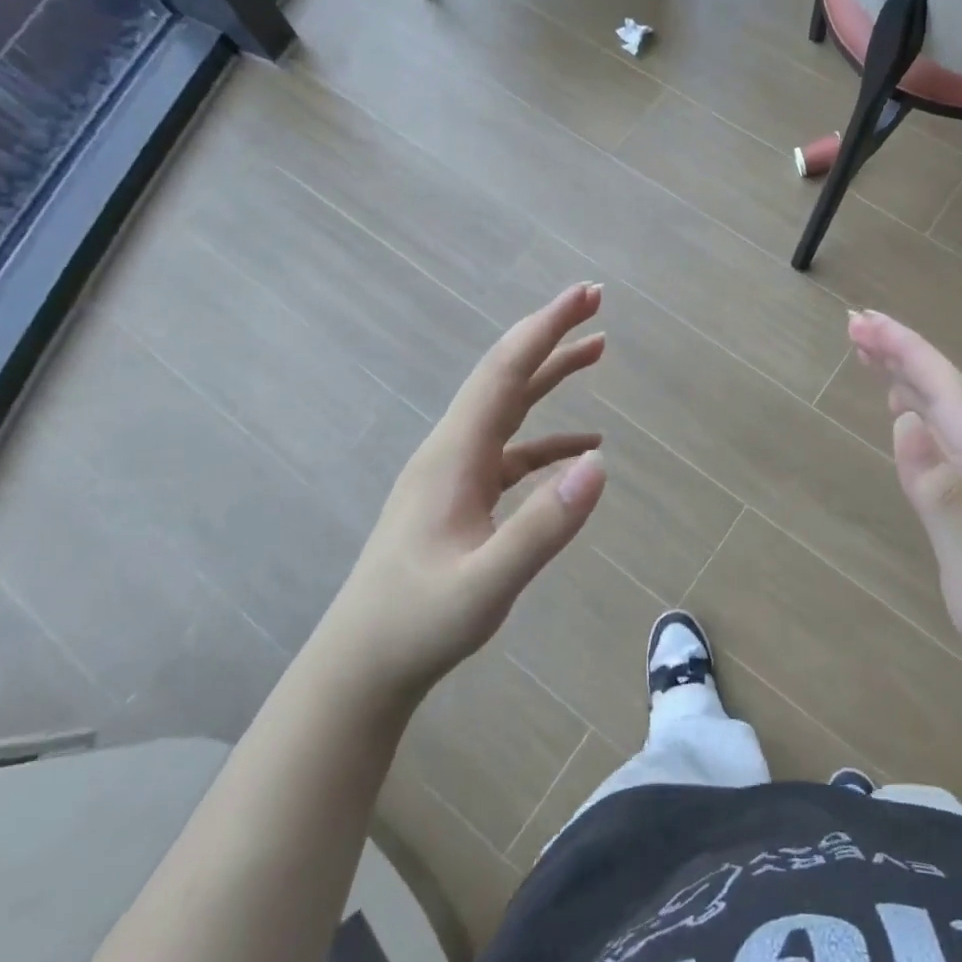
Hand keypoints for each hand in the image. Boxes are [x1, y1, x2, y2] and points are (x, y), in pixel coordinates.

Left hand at [320, 284, 608, 694]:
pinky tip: (582, 448)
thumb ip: (542, 527)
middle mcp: (453, 449)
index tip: (586, 295)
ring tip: (597, 350)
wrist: (361, 667)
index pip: (505, 370)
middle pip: (506, 374)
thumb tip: (600, 463)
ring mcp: (456, 472)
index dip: (546, 327)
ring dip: (551, 375)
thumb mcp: (486, 584)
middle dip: (551, 334)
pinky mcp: (462, 496)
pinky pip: (512, 450)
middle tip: (596, 303)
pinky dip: (549, 438)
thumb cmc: (417, 624)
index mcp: (454, 454)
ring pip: (510, 406)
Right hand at [847, 310, 961, 715]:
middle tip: (854, 324)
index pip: (949, 394)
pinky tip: (905, 410)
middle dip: (901, 352)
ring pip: (946, 414)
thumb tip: (904, 423)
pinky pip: (946, 442)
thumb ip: (941, 500)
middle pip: (947, 393)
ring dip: (907, 376)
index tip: (864, 322)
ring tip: (868, 351)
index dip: (907, 352)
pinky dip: (919, 413)